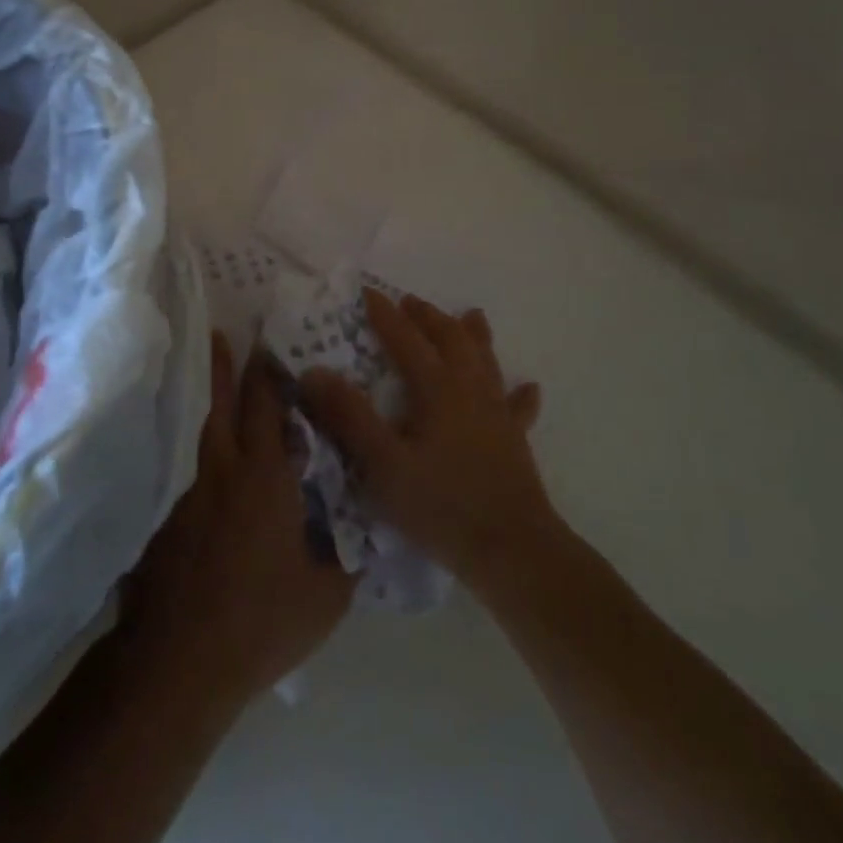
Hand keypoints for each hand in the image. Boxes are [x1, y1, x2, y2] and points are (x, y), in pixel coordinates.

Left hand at [121, 333, 355, 708]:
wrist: (179, 663)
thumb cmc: (262, 621)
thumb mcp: (328, 594)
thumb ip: (352, 551)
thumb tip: (374, 522)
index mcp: (266, 476)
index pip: (267, 405)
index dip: (269, 371)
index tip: (272, 340)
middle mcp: (224, 470)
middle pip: (225, 403)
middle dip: (229, 366)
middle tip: (228, 333)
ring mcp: (191, 494)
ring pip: (204, 431)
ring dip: (212, 400)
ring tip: (218, 380)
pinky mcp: (170, 520)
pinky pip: (192, 470)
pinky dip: (203, 453)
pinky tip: (208, 465)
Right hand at [299, 290, 551, 586]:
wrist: (512, 550)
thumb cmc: (441, 506)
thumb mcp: (383, 464)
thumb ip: (350, 416)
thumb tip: (314, 371)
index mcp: (437, 388)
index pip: (406, 339)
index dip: (385, 315)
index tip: (367, 292)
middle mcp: (470, 390)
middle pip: (450, 339)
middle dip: (428, 317)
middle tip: (410, 302)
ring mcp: (497, 413)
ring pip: (486, 361)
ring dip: (474, 335)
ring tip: (471, 315)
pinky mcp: (515, 440)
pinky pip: (518, 407)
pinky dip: (520, 393)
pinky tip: (529, 387)